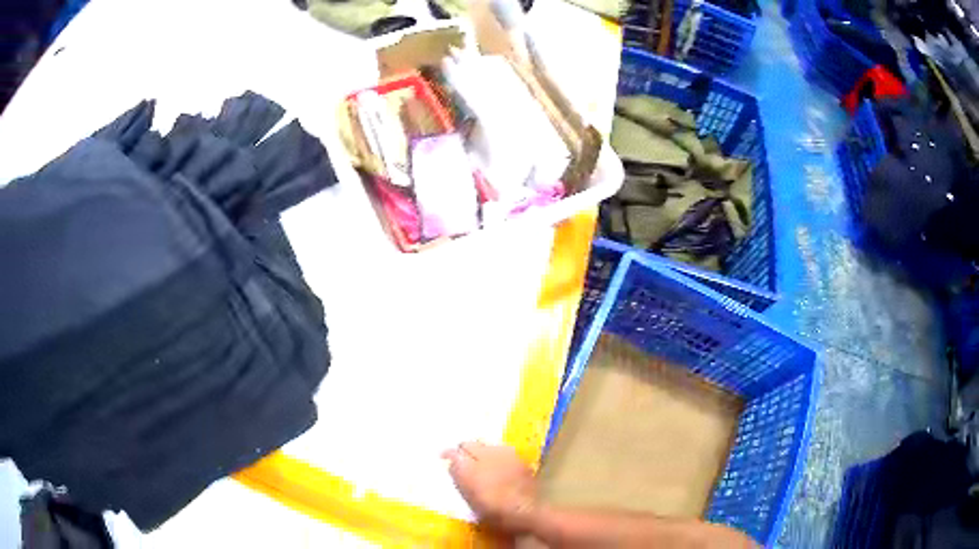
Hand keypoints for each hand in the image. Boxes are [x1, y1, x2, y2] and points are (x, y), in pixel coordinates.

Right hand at [442, 442, 538, 532]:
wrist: (525, 511)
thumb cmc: (493, 512)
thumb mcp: (469, 499)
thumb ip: (459, 478)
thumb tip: (453, 465)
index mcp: (467, 468)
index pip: (452, 453)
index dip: (447, 455)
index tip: (443, 458)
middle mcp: (484, 455)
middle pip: (468, 444)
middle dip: (463, 450)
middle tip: (462, 459)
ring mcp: (503, 454)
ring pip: (486, 444)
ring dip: (481, 450)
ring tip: (481, 460)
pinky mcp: (518, 457)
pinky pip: (502, 450)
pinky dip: (497, 454)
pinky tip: (499, 464)